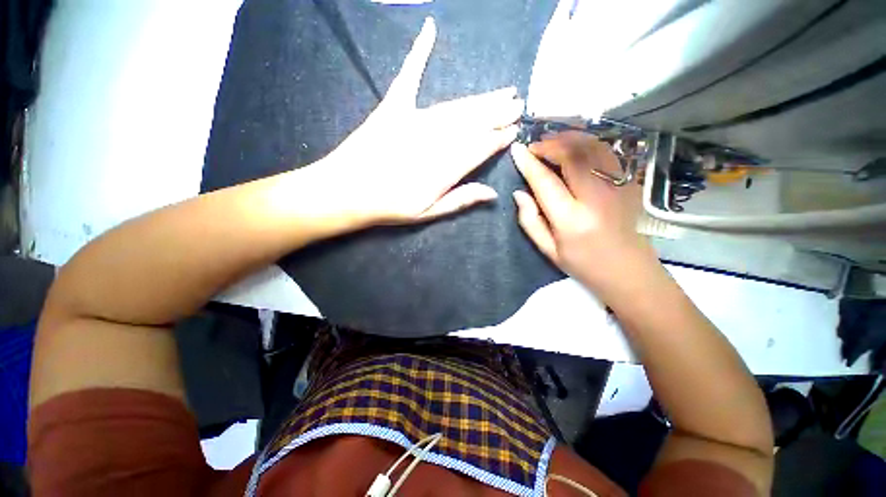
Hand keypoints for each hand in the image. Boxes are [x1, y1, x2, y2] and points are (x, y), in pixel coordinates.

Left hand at [315, 18, 521, 225]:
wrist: (346, 192)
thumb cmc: (389, 207)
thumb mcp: (428, 213)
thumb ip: (460, 200)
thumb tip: (492, 193)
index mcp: (445, 169)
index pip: (481, 149)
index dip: (499, 138)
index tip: (514, 130)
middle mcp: (436, 141)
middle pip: (474, 124)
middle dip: (498, 114)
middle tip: (517, 104)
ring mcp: (414, 120)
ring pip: (456, 107)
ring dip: (481, 99)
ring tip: (502, 92)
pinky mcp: (393, 107)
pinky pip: (408, 76)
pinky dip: (419, 52)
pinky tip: (430, 29)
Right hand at [510, 132, 650, 289]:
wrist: (630, 271)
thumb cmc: (584, 265)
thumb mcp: (548, 250)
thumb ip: (530, 221)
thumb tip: (519, 193)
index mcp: (571, 220)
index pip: (545, 181)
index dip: (529, 163)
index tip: (516, 150)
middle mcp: (596, 198)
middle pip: (572, 155)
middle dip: (549, 144)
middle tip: (534, 147)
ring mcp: (617, 187)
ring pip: (592, 147)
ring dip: (568, 139)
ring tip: (551, 143)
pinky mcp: (628, 183)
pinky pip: (606, 152)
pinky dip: (587, 143)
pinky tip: (574, 148)